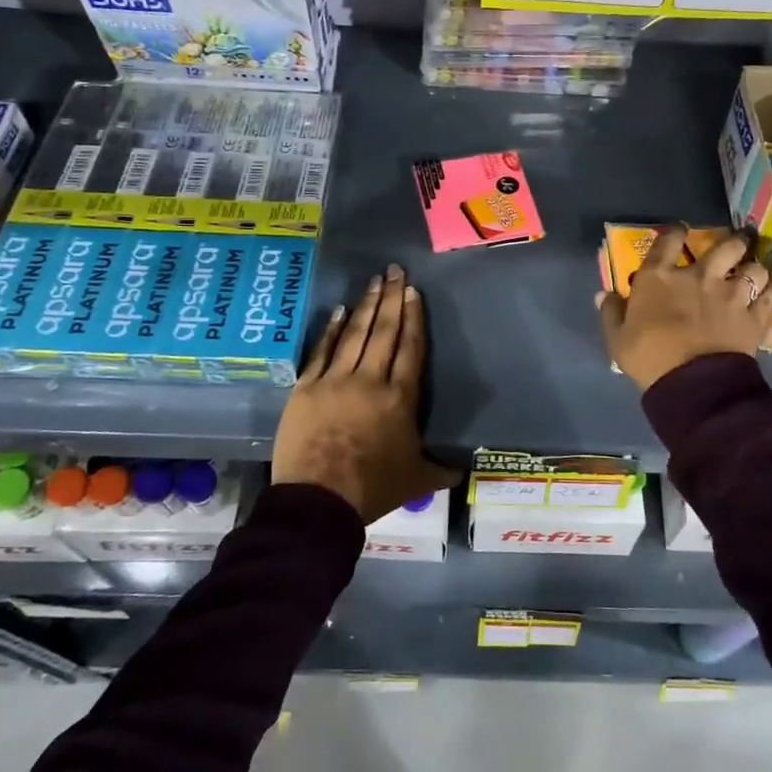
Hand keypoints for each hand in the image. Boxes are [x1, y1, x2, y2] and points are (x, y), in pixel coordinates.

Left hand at [273, 263, 453, 522]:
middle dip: (392, 299)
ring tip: (374, 281)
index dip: (413, 317)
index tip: (412, 292)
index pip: (410, 348)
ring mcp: (335, 381)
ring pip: (354, 334)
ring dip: (366, 305)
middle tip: (395, 270)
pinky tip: (338, 310)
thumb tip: (464, 470)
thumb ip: (441, 469)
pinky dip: (330, 330)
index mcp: (400, 398)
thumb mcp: (416, 480)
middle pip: (385, 332)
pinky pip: (321, 351)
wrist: (319, 501)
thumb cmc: (373, 488)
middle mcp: (370, 380)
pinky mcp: (306, 388)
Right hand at [597, 226, 771, 390]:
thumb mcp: (618, 339)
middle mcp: (699, 277)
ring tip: (757, 270)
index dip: (675, 231)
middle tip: (736, 243)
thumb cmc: (649, 357)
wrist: (692, 383)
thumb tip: (604, 294)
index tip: (680, 229)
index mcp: (660, 278)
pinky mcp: (754, 317)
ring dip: (756, 267)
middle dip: (733, 242)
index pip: (668, 241)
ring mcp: (731, 295)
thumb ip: (611, 313)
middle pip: (725, 246)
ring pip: (754, 268)